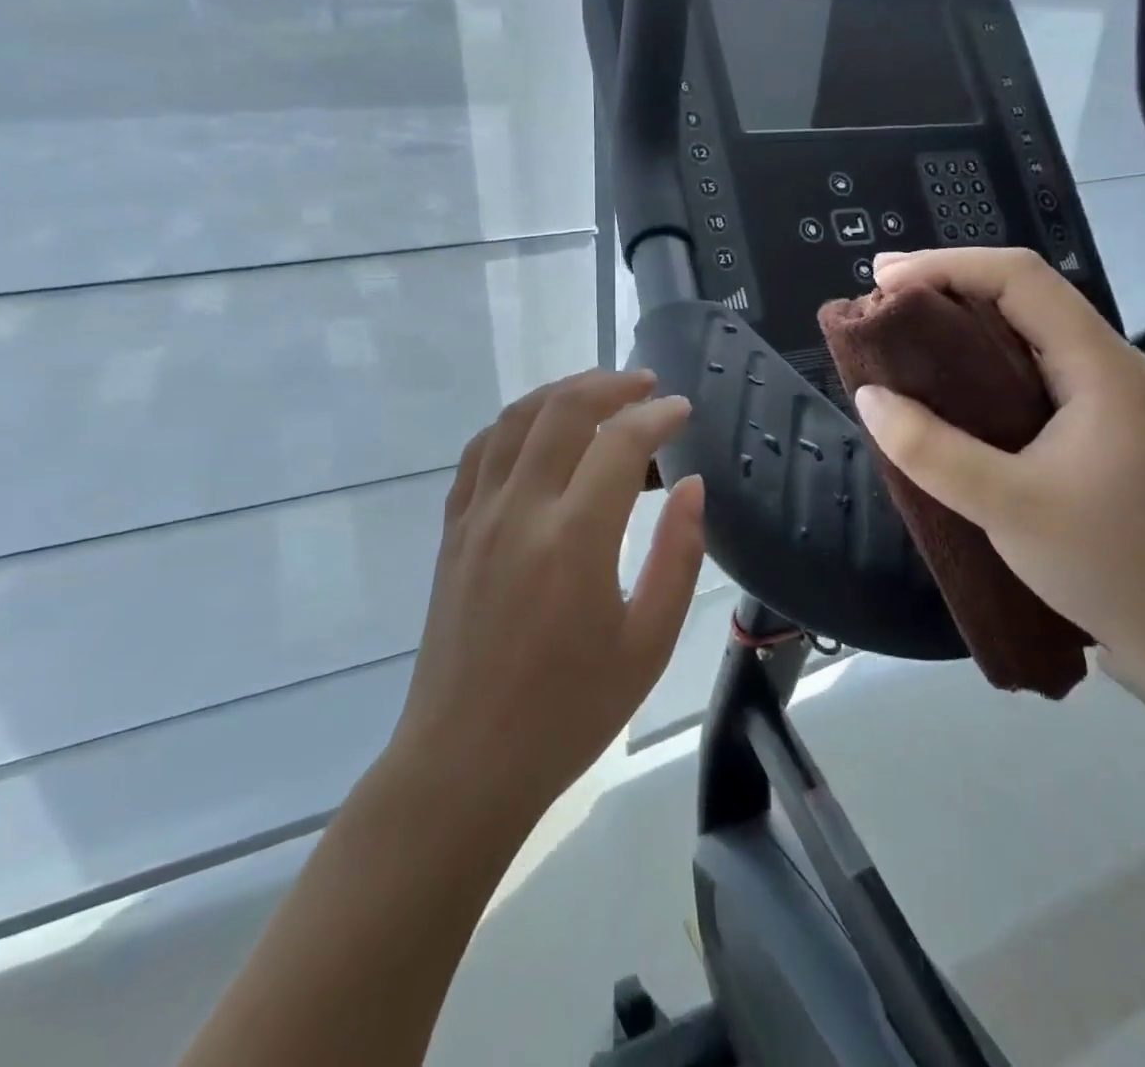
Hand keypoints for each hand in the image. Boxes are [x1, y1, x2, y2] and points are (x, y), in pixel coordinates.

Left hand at [389, 369, 705, 823]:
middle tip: (645, 384)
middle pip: (562, 411)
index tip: (683, 410)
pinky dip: (512, 423)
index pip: (619, 443)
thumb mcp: (647, 645)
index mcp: (574, 540)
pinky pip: (478, 452)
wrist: (465, 761)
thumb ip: (678, 557)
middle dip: (610, 385)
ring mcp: (477, 516)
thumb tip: (692, 486)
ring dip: (560, 392)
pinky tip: (535, 429)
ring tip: (597, 391)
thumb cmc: (569, 712)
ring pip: (514, 420)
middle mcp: (520, 511)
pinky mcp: (452, 530)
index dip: (657, 415)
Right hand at [851, 247, 1144, 695]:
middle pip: (1023, 293)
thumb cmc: (1109, 564)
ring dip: (960, 319)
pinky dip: (975, 359)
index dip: (948, 266)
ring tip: (900, 330)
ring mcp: (1100, 396)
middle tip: (881, 298)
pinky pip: (1025, 369)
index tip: (884, 279)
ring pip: (1024, 330)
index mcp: (1098, 366)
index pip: (1021, 279)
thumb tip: (869, 397)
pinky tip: (943, 381)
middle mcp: (1103, 365)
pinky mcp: (1089, 426)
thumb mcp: (1007, 506)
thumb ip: (931, 450)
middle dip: (948, 283)